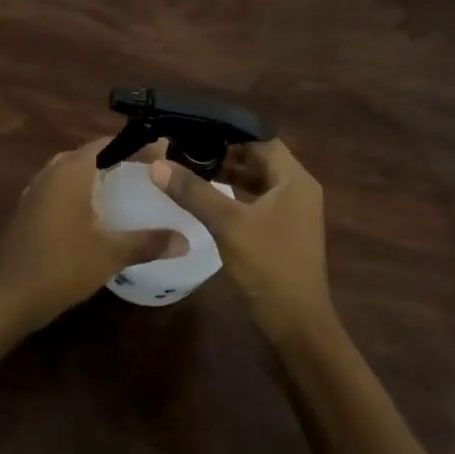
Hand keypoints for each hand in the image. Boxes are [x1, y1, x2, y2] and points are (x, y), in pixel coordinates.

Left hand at [0, 139, 186, 330]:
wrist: (9, 297)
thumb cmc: (62, 266)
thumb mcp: (111, 254)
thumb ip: (148, 242)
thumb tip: (186, 240)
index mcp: (71, 172)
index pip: (106, 144)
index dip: (134, 147)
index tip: (159, 155)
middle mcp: (50, 173)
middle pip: (89, 155)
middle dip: (116, 160)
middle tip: (146, 173)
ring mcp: (35, 191)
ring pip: (71, 172)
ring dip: (96, 176)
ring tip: (124, 190)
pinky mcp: (27, 210)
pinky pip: (58, 189)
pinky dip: (79, 192)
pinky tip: (94, 214)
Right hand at [151, 139, 335, 342]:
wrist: (297, 325)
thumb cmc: (269, 267)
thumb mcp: (228, 225)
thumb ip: (194, 191)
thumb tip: (157, 165)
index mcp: (294, 179)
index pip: (261, 139)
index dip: (228, 131)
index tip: (194, 128)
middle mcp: (297, 189)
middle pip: (258, 157)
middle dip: (224, 151)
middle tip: (184, 146)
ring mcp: (291, 211)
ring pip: (256, 179)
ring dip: (227, 172)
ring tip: (188, 166)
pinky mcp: (282, 230)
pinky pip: (256, 199)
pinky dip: (233, 193)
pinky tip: (206, 195)